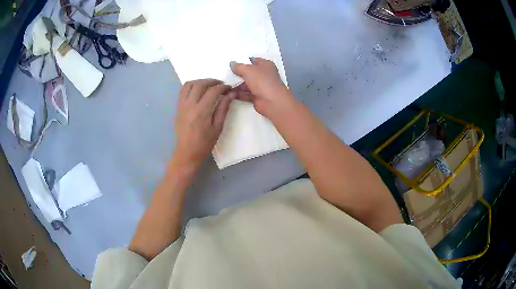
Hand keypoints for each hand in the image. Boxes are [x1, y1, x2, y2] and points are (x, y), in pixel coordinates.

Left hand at [173, 79, 233, 169]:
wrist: (187, 152)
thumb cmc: (204, 143)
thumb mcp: (218, 127)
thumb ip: (223, 108)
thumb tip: (231, 94)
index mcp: (202, 111)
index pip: (213, 91)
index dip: (223, 87)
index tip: (229, 88)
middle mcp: (190, 105)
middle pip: (200, 84)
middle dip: (212, 81)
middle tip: (221, 85)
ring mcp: (182, 105)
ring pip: (189, 84)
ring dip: (200, 81)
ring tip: (209, 85)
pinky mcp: (178, 107)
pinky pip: (183, 90)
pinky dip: (191, 86)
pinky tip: (198, 90)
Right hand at [230, 58, 296, 117]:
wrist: (272, 101)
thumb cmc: (262, 81)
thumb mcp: (248, 70)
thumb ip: (239, 66)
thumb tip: (232, 63)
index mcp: (265, 65)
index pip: (252, 61)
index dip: (242, 62)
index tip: (230, 64)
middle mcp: (264, 74)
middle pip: (248, 73)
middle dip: (237, 74)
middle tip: (224, 74)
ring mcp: (261, 86)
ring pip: (246, 84)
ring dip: (236, 85)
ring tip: (223, 84)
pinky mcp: (257, 97)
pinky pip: (245, 93)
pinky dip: (238, 93)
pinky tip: (227, 93)